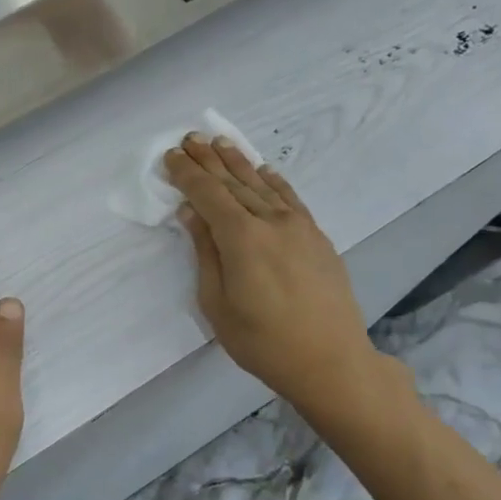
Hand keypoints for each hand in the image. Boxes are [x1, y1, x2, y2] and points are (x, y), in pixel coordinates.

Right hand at [165, 135, 410, 434]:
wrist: (330, 361)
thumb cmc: (262, 341)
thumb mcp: (217, 303)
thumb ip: (205, 252)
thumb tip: (192, 213)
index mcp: (242, 239)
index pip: (208, 195)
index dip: (187, 174)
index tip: (170, 156)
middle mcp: (271, 222)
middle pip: (234, 183)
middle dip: (209, 159)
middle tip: (190, 138)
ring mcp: (299, 227)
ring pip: (261, 185)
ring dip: (238, 162)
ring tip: (219, 142)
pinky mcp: (316, 237)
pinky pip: (290, 197)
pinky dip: (272, 180)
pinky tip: (263, 169)